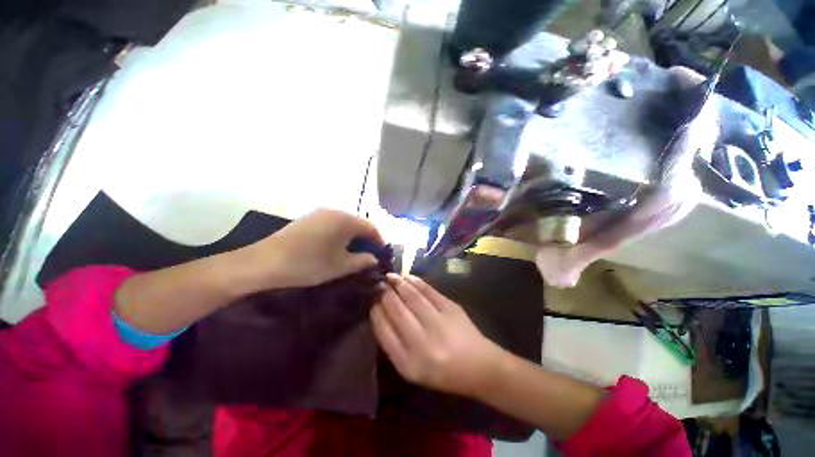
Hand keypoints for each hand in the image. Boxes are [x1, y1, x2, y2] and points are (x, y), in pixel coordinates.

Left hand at [237, 209, 383, 289]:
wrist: (264, 261)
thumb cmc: (308, 264)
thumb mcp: (340, 266)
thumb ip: (362, 261)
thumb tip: (374, 259)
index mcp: (346, 220)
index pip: (372, 227)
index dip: (379, 241)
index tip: (381, 254)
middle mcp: (335, 211)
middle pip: (359, 224)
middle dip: (366, 239)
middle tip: (368, 256)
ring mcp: (320, 213)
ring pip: (346, 223)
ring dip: (353, 237)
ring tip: (353, 253)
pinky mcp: (309, 218)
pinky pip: (333, 224)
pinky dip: (340, 234)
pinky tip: (335, 247)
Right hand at [371, 273, 504, 397]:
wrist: (479, 367)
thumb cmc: (442, 372)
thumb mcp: (412, 368)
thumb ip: (394, 345)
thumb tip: (380, 314)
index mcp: (408, 364)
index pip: (384, 332)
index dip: (376, 313)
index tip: (372, 301)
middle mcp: (422, 344)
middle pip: (397, 311)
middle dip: (385, 294)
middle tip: (379, 284)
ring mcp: (438, 324)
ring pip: (411, 298)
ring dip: (398, 284)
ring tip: (390, 277)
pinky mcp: (451, 309)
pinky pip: (429, 291)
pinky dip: (416, 282)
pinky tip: (407, 277)